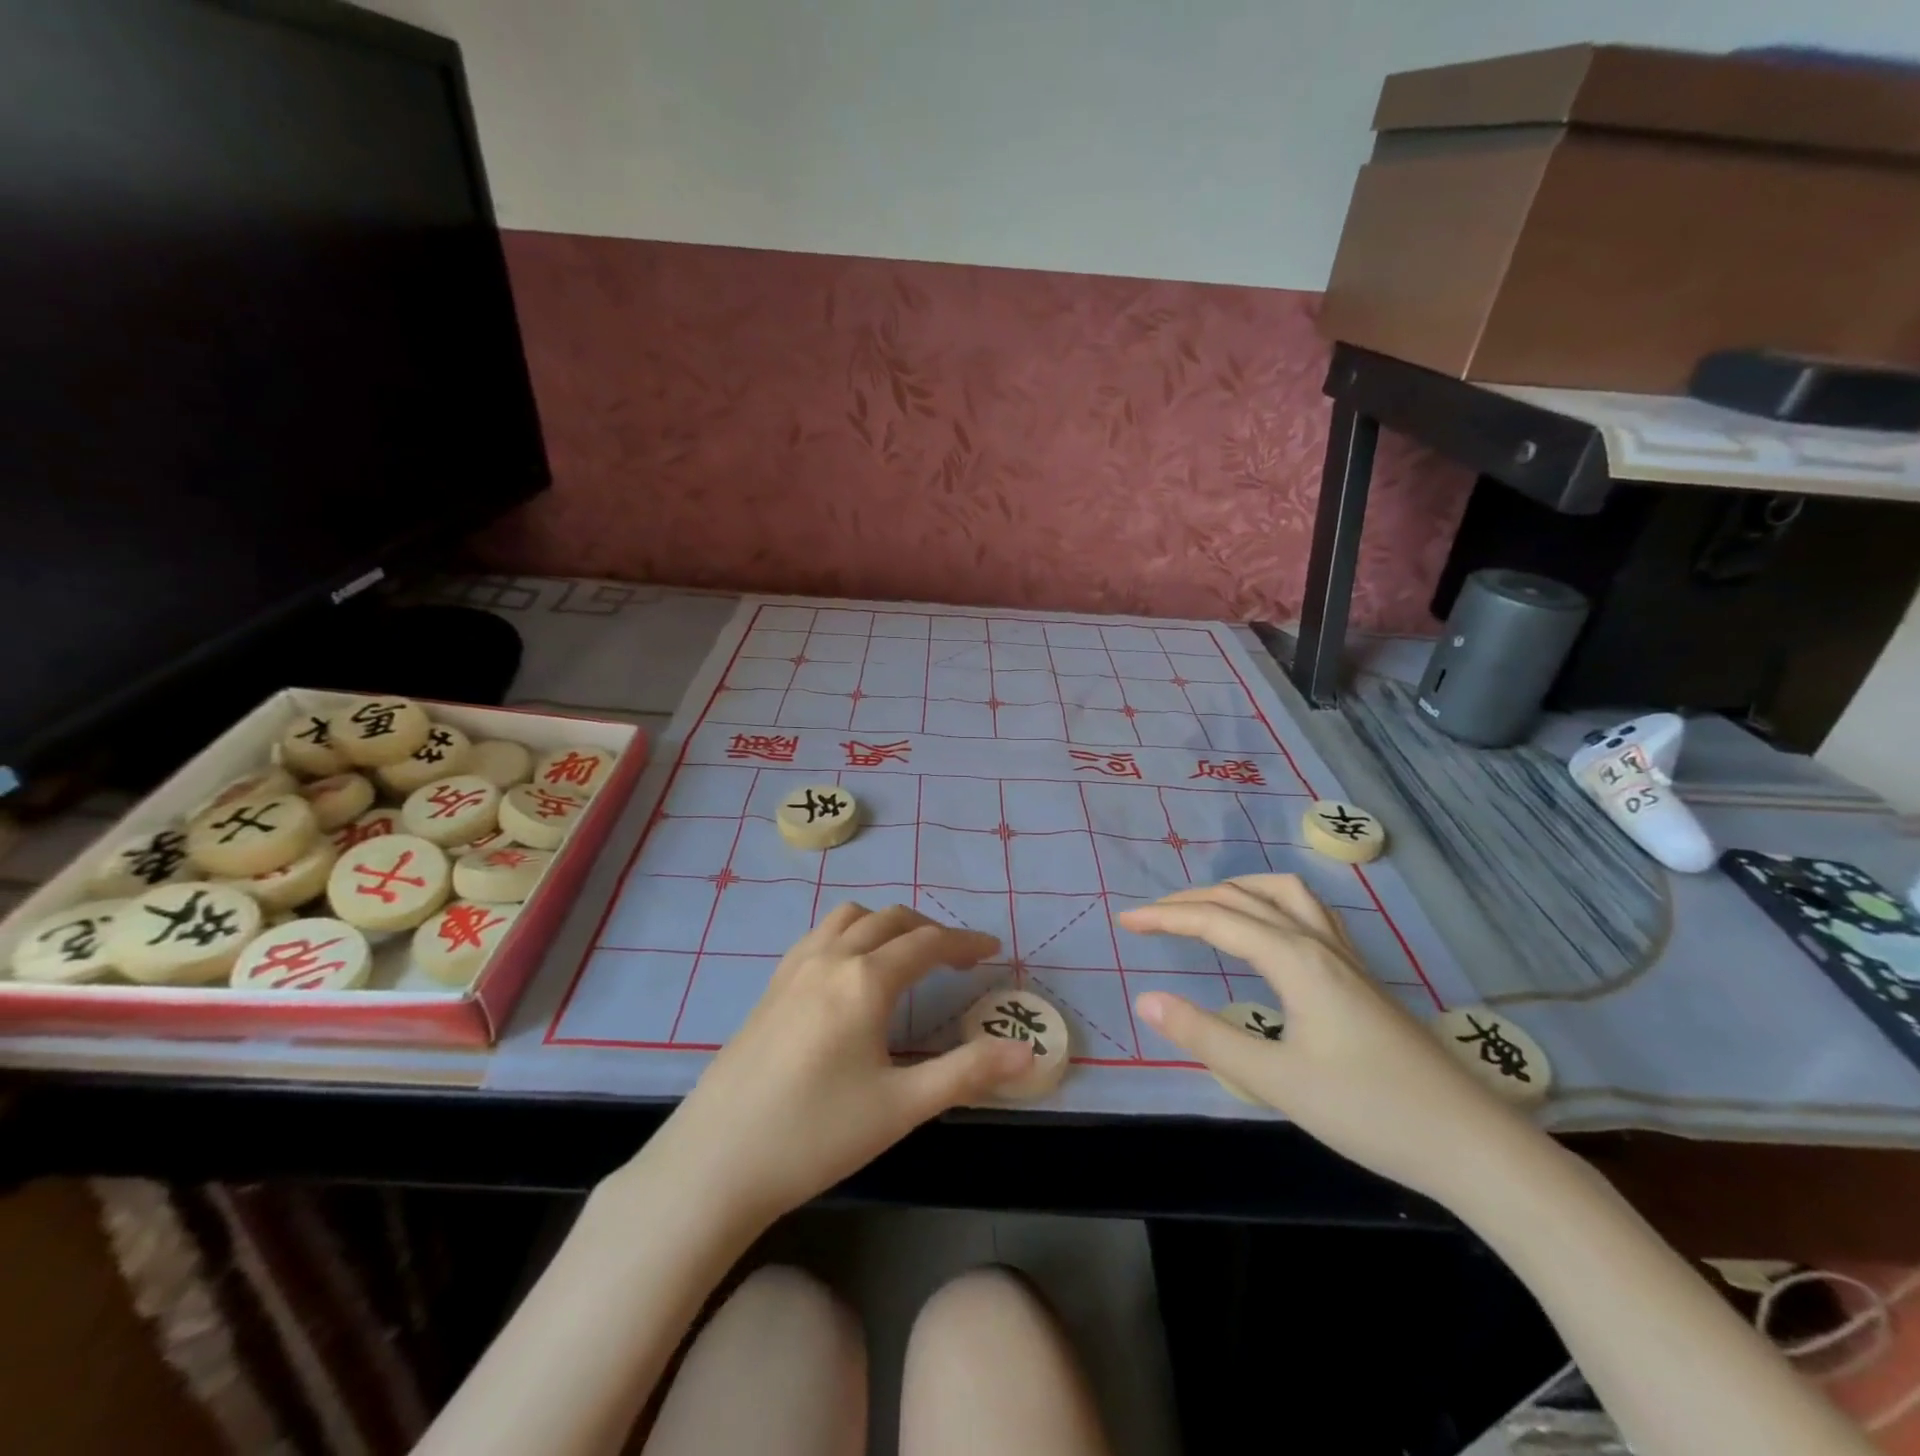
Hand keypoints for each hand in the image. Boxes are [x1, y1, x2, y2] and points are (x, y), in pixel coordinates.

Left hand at [638, 902, 1033, 1226]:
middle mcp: (830, 958)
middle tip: (957, 958)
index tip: (992, 951)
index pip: (927, 944)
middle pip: (890, 920)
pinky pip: (820, 935)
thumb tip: (1028, 1053)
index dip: (964, 944)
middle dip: (929, 930)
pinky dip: (850, 933)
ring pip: (850, 918)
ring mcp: (794, 968)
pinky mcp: (770, 986)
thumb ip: (967, 1072)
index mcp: (864, 980)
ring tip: (906, 955)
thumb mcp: (901, 1107)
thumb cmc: (816, 1135)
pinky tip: (850, 971)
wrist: (715, 1162)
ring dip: (886, 924)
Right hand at [1118, 875, 1547, 1205]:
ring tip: (1203, 910)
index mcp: (1296, 960)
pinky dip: (1269, 905)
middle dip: (1191, 900)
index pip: (1217, 921)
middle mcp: (1319, 944)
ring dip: (1235, 892)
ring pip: (1283, 895)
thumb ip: (1206, 1037)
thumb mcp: (1276, 1081)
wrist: (1472, 1145)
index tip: (1126, 921)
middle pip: (1245, 898)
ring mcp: (1345, 957)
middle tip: (1150, 917)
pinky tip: (1267, 933)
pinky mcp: (1360, 977)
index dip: (1166, 917)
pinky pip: (1306, 914)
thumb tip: (1147, 999)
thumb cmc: (1370, 1112)